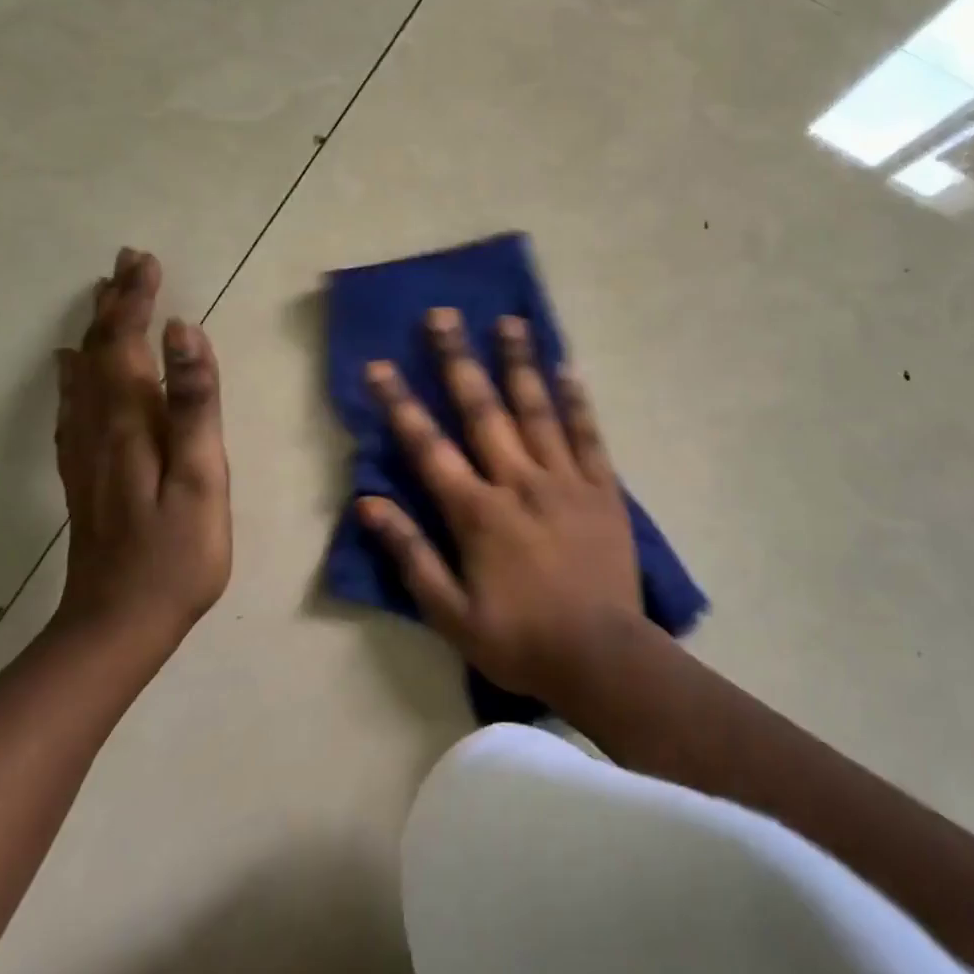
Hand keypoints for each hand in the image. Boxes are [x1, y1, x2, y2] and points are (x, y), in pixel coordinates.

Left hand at [53, 248, 230, 668]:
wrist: (118, 625)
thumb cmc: (177, 553)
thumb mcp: (201, 477)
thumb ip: (194, 404)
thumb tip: (185, 332)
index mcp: (131, 422)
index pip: (128, 344)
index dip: (137, 300)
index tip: (146, 261)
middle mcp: (99, 427)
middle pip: (101, 352)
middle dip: (116, 304)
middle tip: (128, 263)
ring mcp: (86, 452)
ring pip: (84, 375)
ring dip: (97, 331)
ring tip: (105, 298)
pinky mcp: (85, 474)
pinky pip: (73, 407)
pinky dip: (74, 375)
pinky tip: (70, 368)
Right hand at [358, 308, 642, 700]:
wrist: (603, 658)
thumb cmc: (520, 640)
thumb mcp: (451, 613)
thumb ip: (411, 555)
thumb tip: (369, 504)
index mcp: (478, 512)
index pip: (429, 447)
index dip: (400, 404)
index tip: (380, 365)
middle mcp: (519, 481)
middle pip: (483, 410)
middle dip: (458, 360)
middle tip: (443, 315)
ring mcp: (565, 479)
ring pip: (537, 409)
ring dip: (519, 363)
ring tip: (510, 321)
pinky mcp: (603, 488)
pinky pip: (589, 435)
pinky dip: (577, 401)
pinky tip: (567, 368)